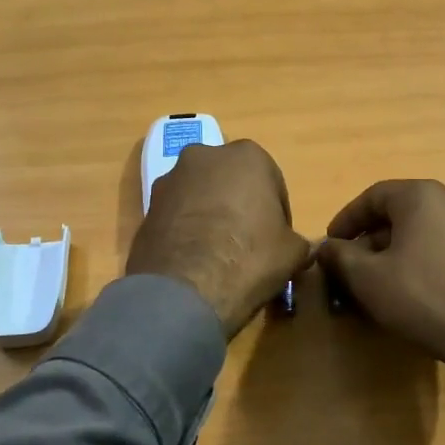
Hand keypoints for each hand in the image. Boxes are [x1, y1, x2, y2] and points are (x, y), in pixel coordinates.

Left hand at [127, 140, 313, 338]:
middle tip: (246, 243)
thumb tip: (299, 248)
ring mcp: (170, 178)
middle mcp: (205, 155)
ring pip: (200, 194)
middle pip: (230, 181)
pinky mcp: (146, 205)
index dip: (276, 213)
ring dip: (209, 214)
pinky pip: (176, 213)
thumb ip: (297, 241)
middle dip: (238, 205)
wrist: (183, 290)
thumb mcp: (293, 252)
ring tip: (215, 254)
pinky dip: (185, 228)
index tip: (275, 240)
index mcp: (247, 155)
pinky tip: (192, 260)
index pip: (271, 183)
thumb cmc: (249, 258)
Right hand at [318, 180, 444, 437]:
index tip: (331, 243)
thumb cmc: (423, 296)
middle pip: (401, 213)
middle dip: (372, 239)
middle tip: (353, 266)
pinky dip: (425, 262)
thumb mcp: (367, 278)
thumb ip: (339, 257)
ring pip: (426, 232)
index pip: (373, 196)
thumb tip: (325, 248)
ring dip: (398, 252)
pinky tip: (416, 292)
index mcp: (423, 196)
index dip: (346, 219)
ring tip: (381, 282)